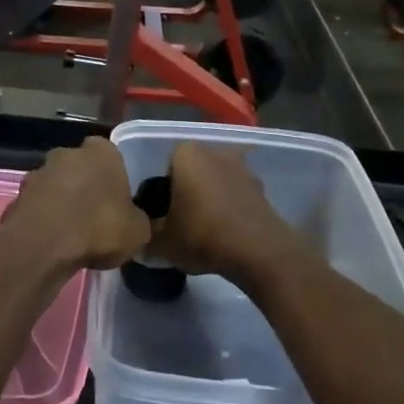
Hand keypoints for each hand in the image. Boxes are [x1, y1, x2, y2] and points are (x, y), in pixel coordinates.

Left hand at [0, 138, 150, 272]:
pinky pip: (35, 206)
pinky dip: (41, 218)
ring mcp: (37, 173)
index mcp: (101, 152)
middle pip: (78, 165)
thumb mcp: (138, 231)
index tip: (116, 196)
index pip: (109, 153)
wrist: (44, 246)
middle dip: (83, 184)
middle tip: (93, 213)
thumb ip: (137, 219)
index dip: (112, 174)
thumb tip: (134, 222)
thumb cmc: (99, 228)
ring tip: (69, 231)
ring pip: (54, 184)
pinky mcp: (16, 197)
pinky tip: (49, 241)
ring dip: (60, 201)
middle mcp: (66, 154)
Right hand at [147, 143, 303, 288]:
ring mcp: (243, 168)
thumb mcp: (161, 242)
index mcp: (186, 154)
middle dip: (187, 192)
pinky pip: (236, 195)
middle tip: (181, 222)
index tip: (163, 216)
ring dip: (210, 200)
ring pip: (216, 182)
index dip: (162, 193)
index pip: (165, 168)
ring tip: (205, 231)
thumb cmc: (202, 235)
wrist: (258, 252)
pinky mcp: (261, 188)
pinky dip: (230, 209)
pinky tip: (226, 234)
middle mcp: (215, 151)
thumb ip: (146, 236)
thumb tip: (141, 238)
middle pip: (193, 172)